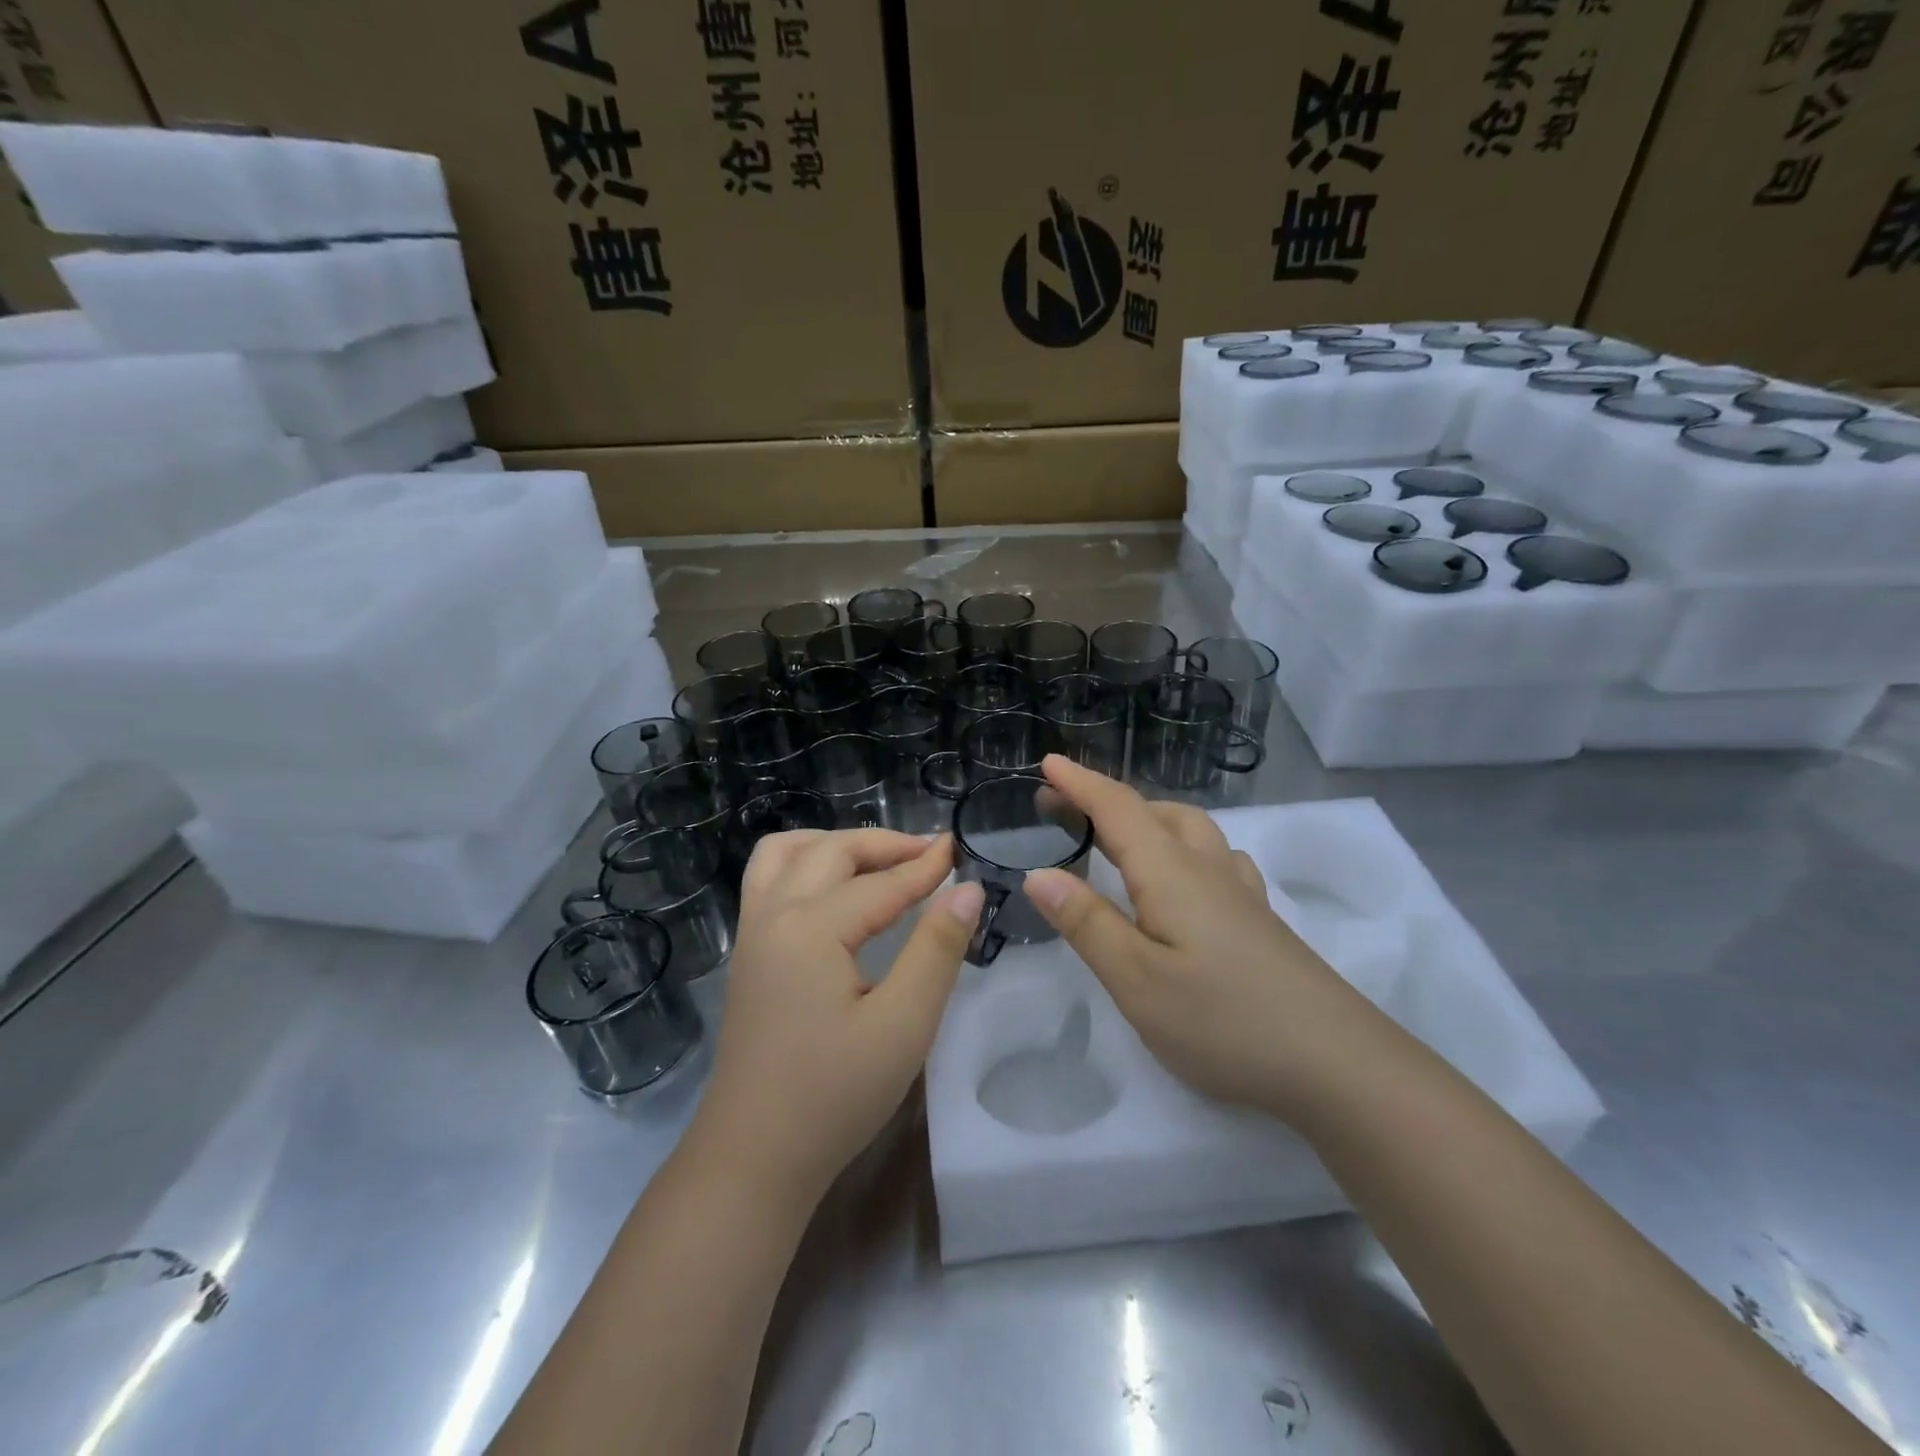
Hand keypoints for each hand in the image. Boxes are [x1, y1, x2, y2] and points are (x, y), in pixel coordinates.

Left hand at [690, 829, 980, 1202]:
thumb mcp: (903, 1025)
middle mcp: (772, 915)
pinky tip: (833, 890)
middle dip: (883, 845)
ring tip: (877, 859)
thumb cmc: (834, 1096)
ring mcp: (751, 933)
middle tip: (929, 853)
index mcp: (810, 929)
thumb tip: (968, 890)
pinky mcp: (745, 955)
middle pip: (830, 852)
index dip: (925, 867)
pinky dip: (804, 864)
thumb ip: (937, 950)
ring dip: (834, 844)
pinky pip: (767, 880)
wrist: (754, 1158)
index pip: (880, 884)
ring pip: (786, 854)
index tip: (959, 848)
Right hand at [1024, 756, 1375, 1114]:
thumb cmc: (1223, 1020)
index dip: (1080, 783)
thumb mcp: (1136, 979)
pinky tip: (1187, 877)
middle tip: (1064, 809)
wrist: (1338, 1063)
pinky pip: (1216, 857)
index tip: (1046, 761)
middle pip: (1155, 812)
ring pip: (1191, 830)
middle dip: (1105, 800)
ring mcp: (1241, 893)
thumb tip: (1039, 874)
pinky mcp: (1260, 920)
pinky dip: (1185, 847)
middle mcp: (1207, 869)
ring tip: (1119, 836)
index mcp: (1170, 873)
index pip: (1118, 809)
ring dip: (1149, 817)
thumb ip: (1087, 923)